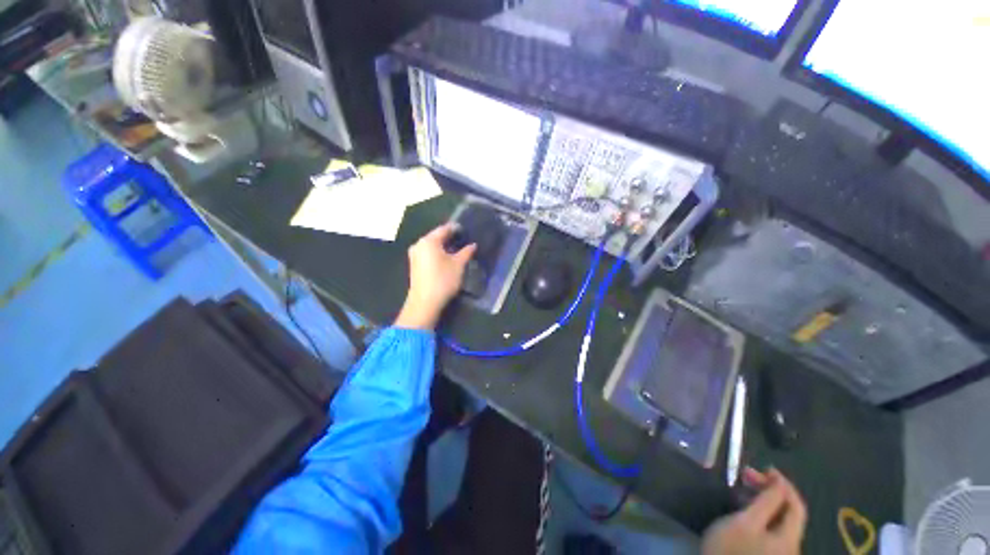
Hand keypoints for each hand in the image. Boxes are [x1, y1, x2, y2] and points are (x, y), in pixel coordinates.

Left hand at [394, 224, 475, 329]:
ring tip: (457, 249)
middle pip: (436, 236)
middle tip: (463, 239)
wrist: (425, 302)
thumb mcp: (458, 265)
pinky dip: (437, 252)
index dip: (456, 229)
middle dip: (450, 237)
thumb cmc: (443, 280)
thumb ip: (466, 252)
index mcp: (429, 241)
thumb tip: (473, 245)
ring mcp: (415, 255)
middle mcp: (419, 244)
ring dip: (444, 246)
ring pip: (432, 245)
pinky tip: (447, 258)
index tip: (466, 230)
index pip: (444, 229)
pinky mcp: (415, 264)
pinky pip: (428, 253)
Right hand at [701, 468, 806, 554]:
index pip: (796, 506)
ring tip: (743, 490)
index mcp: (790, 539)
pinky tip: (744, 508)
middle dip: (771, 491)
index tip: (764, 468)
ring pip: (778, 520)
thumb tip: (778, 481)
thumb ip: (766, 502)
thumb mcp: (746, 521)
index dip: (784, 484)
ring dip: (764, 501)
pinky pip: (770, 528)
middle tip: (746, 475)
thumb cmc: (732, 549)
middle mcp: (791, 546)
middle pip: (789, 513)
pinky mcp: (766, 554)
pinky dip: (760, 513)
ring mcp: (779, 552)